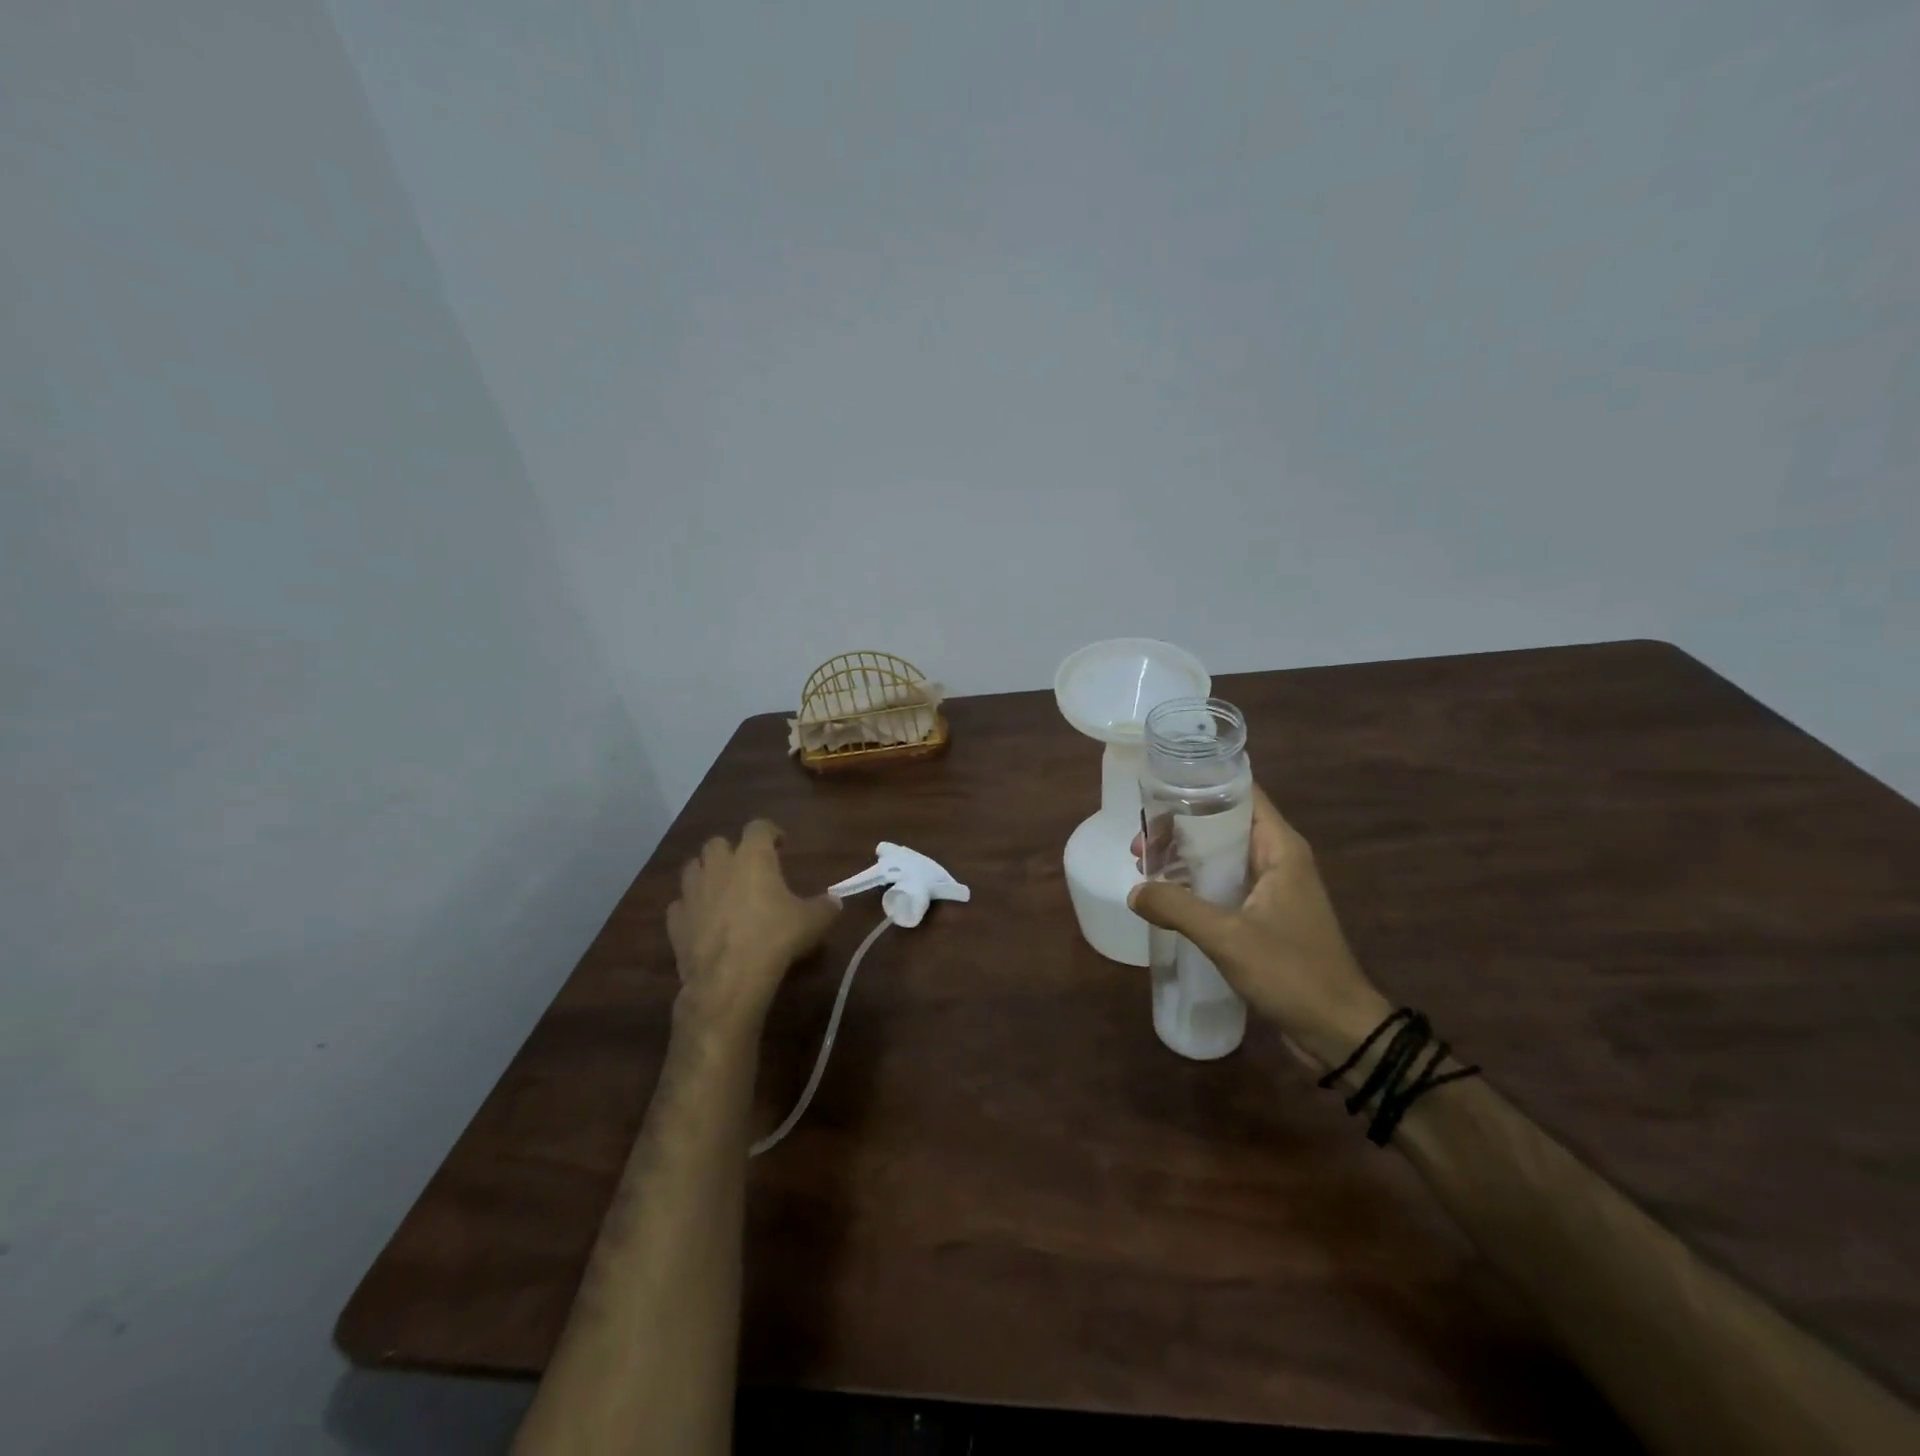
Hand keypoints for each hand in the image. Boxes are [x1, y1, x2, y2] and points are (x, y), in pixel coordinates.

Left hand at [666, 820, 839, 1027]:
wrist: (730, 978)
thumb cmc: (775, 938)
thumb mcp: (812, 922)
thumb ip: (825, 907)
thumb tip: (835, 901)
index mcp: (753, 857)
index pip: (759, 827)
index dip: (770, 831)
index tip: (780, 843)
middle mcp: (719, 867)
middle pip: (717, 843)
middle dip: (731, 851)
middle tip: (746, 868)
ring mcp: (692, 893)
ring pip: (692, 869)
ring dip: (706, 874)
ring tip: (721, 890)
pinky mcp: (676, 921)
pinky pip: (680, 905)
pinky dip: (690, 908)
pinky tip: (702, 920)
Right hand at [1129, 786, 1388, 1071]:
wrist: (1339, 1031)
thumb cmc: (1292, 972)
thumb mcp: (1228, 937)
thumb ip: (1177, 908)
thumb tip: (1134, 892)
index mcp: (1280, 848)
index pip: (1241, 794)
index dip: (1200, 787)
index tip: (1158, 793)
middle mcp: (1278, 859)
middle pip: (1224, 824)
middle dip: (1180, 828)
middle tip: (1141, 843)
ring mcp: (1273, 889)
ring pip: (1221, 856)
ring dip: (1185, 858)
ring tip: (1145, 868)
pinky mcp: (1266, 916)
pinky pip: (1225, 885)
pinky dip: (1196, 884)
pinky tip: (1168, 898)